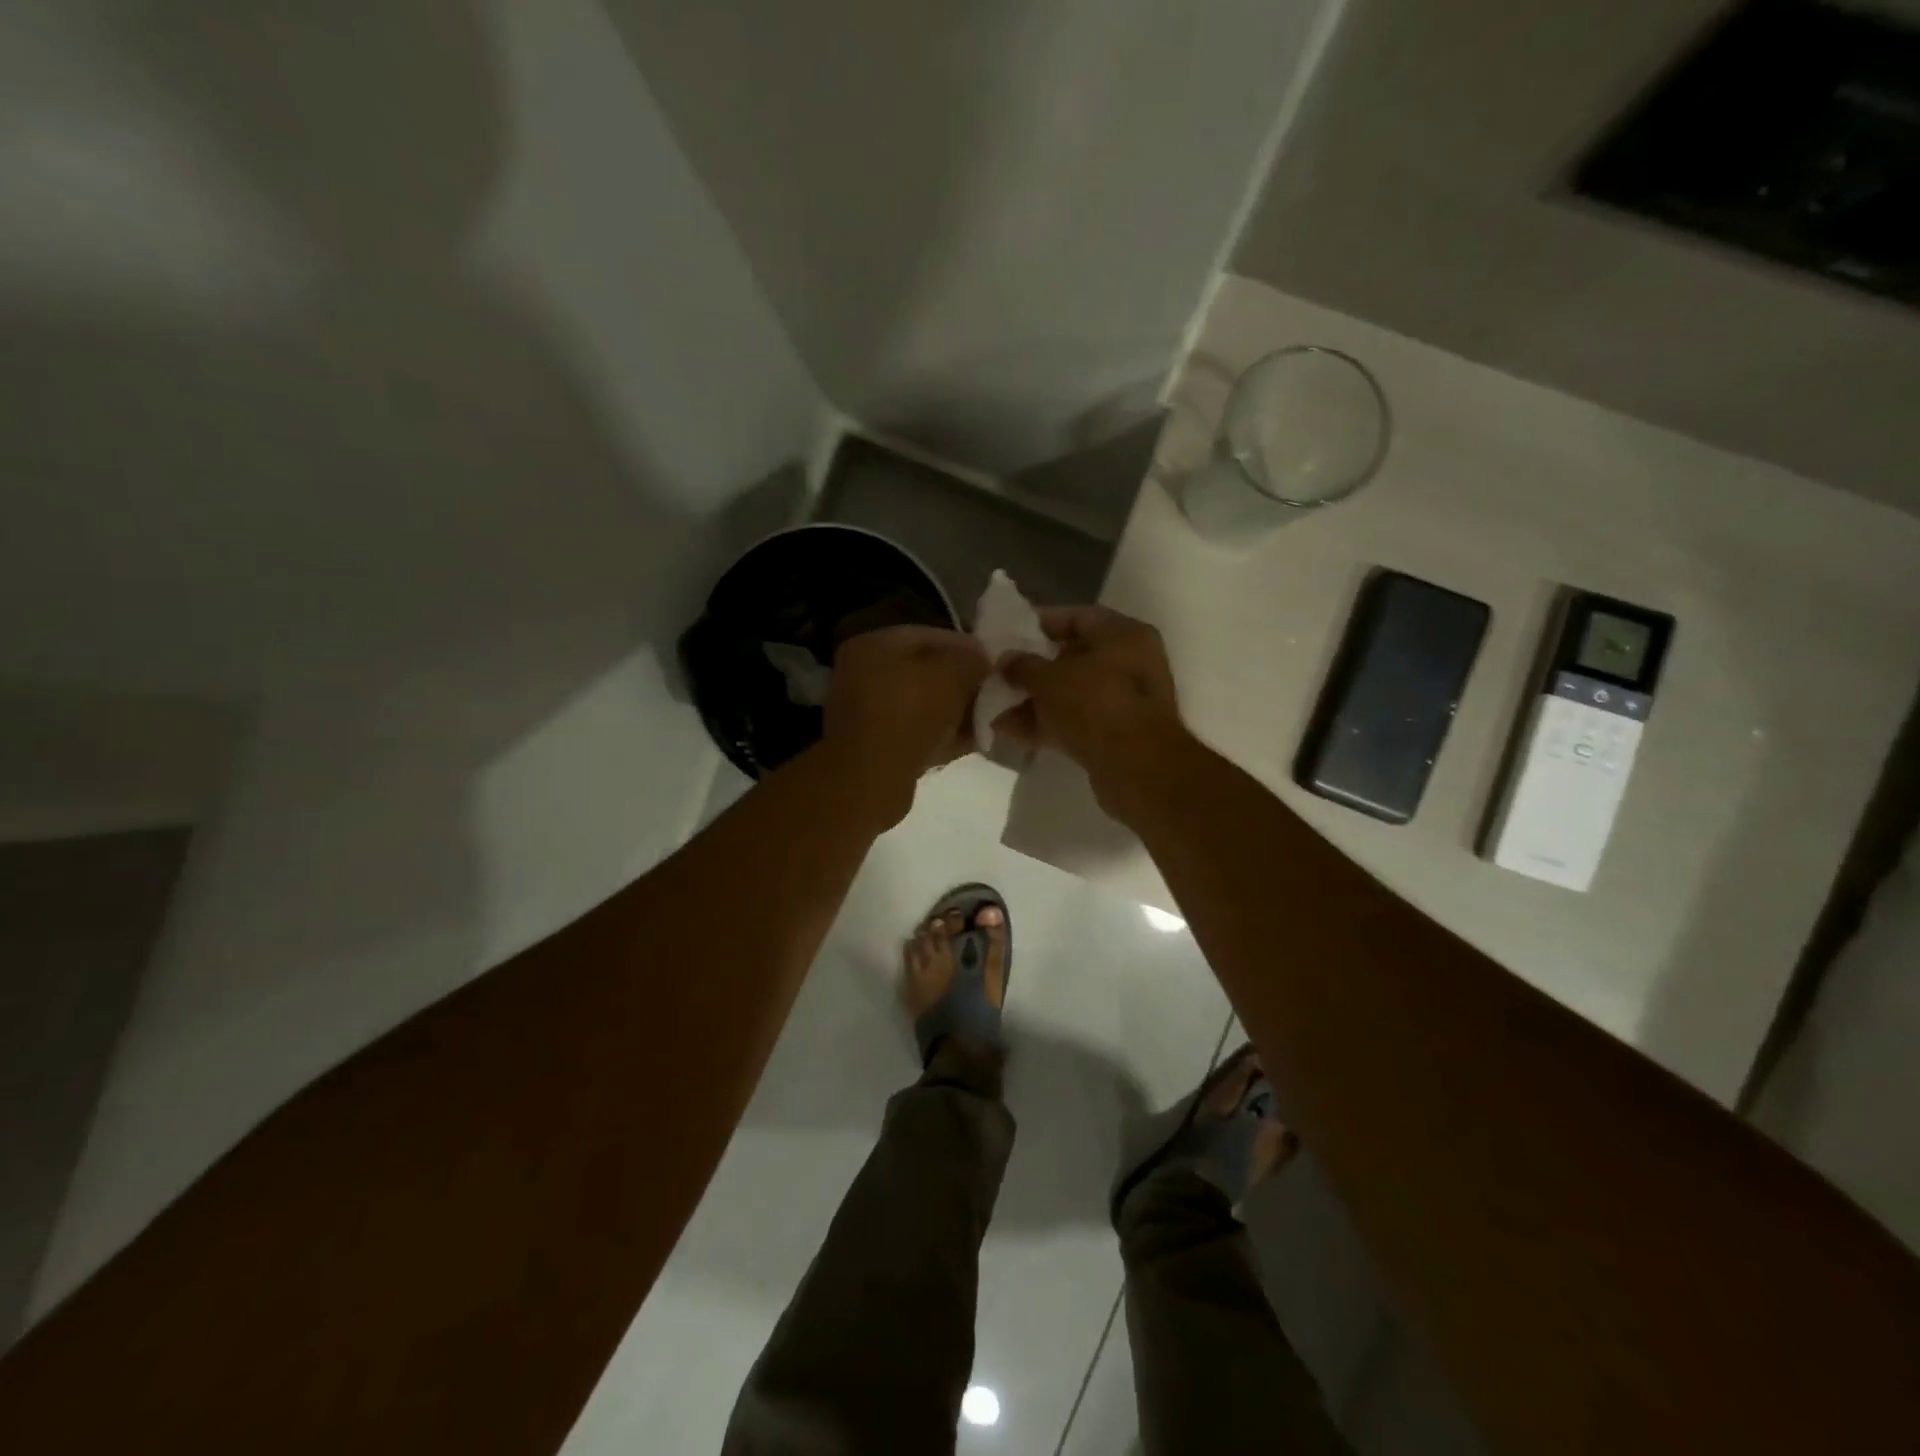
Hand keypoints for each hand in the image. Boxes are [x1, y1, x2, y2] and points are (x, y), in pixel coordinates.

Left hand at [822, 626, 990, 817]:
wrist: (871, 779)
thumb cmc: (909, 712)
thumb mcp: (952, 674)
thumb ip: (972, 660)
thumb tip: (982, 662)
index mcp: (873, 645)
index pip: (930, 636)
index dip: (967, 647)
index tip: (995, 664)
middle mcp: (864, 674)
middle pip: (926, 672)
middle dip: (963, 683)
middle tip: (994, 694)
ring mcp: (868, 713)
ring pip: (924, 705)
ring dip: (956, 711)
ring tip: (987, 719)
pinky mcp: (878, 747)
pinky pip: (918, 733)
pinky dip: (943, 736)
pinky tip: (972, 741)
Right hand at [994, 606, 1190, 818]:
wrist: (1137, 769)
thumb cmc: (1096, 706)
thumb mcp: (1049, 679)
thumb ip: (1022, 665)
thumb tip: (1005, 660)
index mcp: (1124, 635)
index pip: (1077, 617)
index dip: (1040, 623)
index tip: (1009, 633)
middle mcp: (1130, 663)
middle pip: (1073, 658)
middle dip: (1033, 669)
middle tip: (1000, 675)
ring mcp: (1125, 701)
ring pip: (1071, 693)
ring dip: (1034, 701)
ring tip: (996, 709)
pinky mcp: (1116, 734)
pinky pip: (1076, 720)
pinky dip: (1047, 724)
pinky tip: (1012, 733)